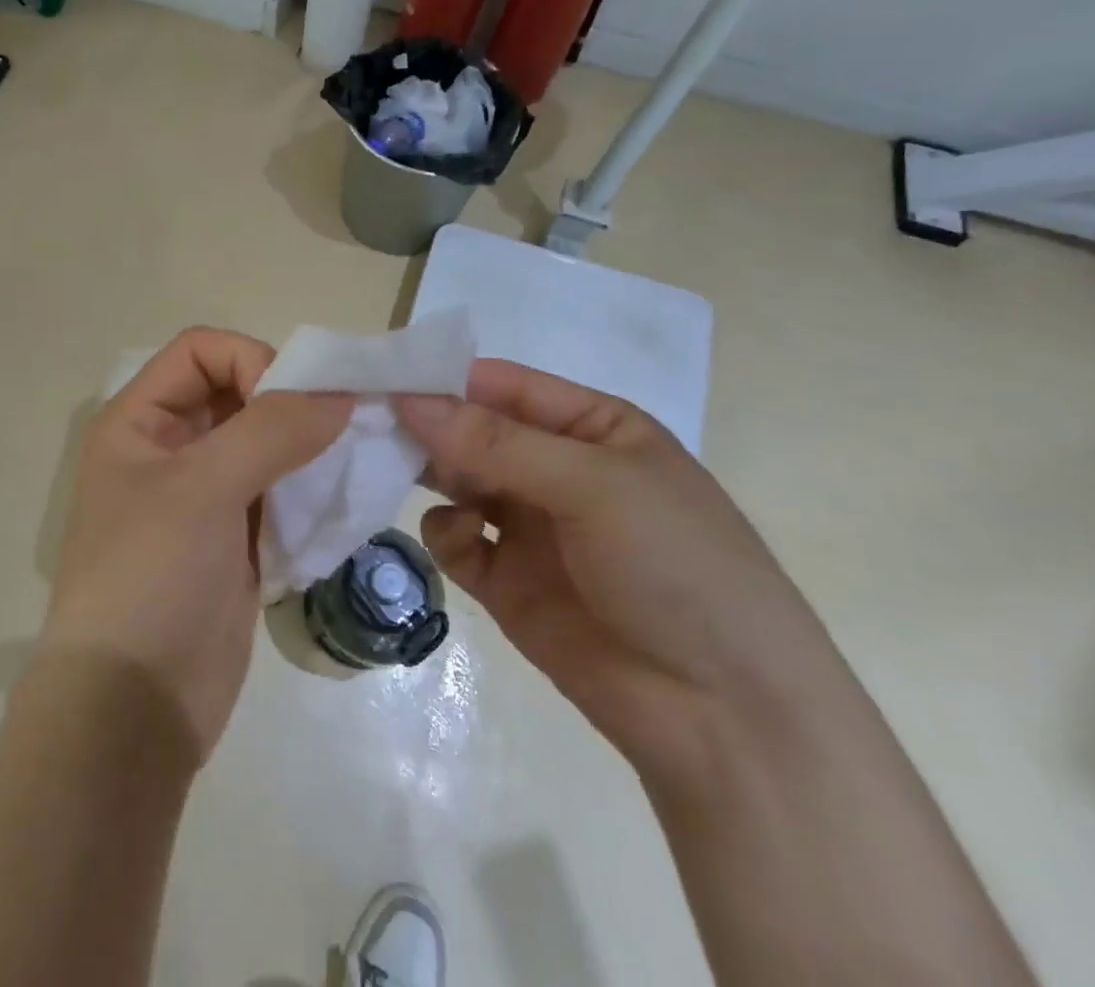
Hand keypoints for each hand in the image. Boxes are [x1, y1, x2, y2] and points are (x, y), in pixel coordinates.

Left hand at [42, 328, 351, 766]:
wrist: (133, 708)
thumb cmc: (151, 576)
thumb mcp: (204, 488)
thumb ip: (272, 430)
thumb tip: (339, 394)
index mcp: (139, 420)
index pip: (201, 351)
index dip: (250, 361)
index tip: (292, 405)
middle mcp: (168, 448)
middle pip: (237, 392)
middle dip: (290, 402)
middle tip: (342, 429)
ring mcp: (202, 496)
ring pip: (263, 443)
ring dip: (305, 447)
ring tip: (347, 464)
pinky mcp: (232, 539)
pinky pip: (277, 491)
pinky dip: (308, 488)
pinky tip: (337, 502)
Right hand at [395, 362, 850, 784]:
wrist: (725, 718)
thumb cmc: (676, 566)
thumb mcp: (593, 486)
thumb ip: (494, 442)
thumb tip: (407, 398)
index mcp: (592, 428)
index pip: (503, 385)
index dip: (444, 378)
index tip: (382, 376)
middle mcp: (555, 468)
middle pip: (472, 431)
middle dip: (426, 426)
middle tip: (368, 423)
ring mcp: (529, 526)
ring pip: (455, 479)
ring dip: (425, 472)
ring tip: (394, 471)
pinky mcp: (506, 581)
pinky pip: (455, 539)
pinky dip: (449, 534)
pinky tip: (467, 544)